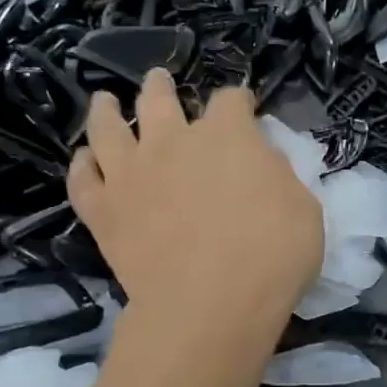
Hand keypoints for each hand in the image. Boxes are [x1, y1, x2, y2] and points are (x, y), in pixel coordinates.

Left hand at [67, 71, 323, 328]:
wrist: (209, 305)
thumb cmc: (272, 257)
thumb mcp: (304, 211)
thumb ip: (280, 177)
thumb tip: (262, 163)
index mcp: (227, 136)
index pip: (231, 101)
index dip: (239, 101)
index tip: (243, 107)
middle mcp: (172, 141)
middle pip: (158, 99)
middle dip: (160, 87)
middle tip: (158, 81)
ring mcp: (131, 174)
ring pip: (108, 128)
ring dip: (107, 111)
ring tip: (105, 102)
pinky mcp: (103, 211)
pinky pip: (83, 180)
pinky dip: (82, 167)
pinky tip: (83, 161)